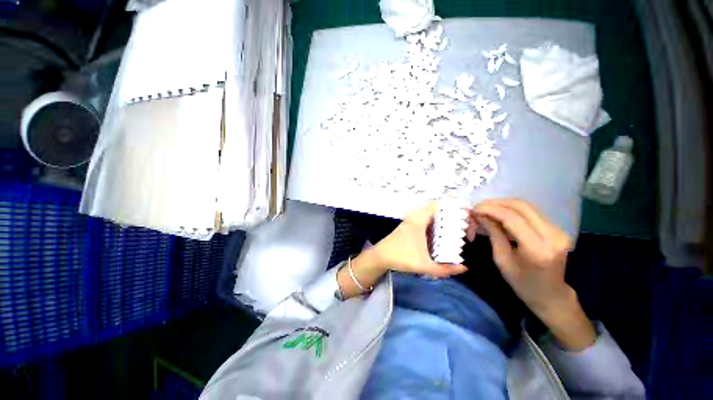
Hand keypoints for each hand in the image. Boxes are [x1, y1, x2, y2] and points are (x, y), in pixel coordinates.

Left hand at [372, 201, 467, 277]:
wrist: (380, 256)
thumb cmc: (400, 258)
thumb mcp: (424, 265)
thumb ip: (445, 269)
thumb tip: (464, 268)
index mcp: (419, 219)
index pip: (440, 204)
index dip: (455, 207)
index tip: (467, 218)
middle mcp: (416, 216)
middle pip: (439, 210)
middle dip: (453, 217)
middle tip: (465, 230)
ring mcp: (412, 220)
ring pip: (433, 216)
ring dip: (445, 222)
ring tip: (459, 233)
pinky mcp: (410, 226)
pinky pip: (427, 221)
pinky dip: (437, 226)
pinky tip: (443, 238)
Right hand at [472, 198, 595, 350]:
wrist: (551, 295)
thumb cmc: (522, 283)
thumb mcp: (501, 260)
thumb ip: (493, 233)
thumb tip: (480, 215)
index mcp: (537, 249)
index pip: (512, 218)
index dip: (490, 209)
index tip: (474, 209)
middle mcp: (552, 235)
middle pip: (521, 206)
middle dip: (496, 203)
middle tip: (478, 207)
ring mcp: (558, 230)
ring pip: (526, 206)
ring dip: (503, 204)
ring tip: (486, 210)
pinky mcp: (557, 228)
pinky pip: (531, 212)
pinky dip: (512, 209)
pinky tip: (499, 214)